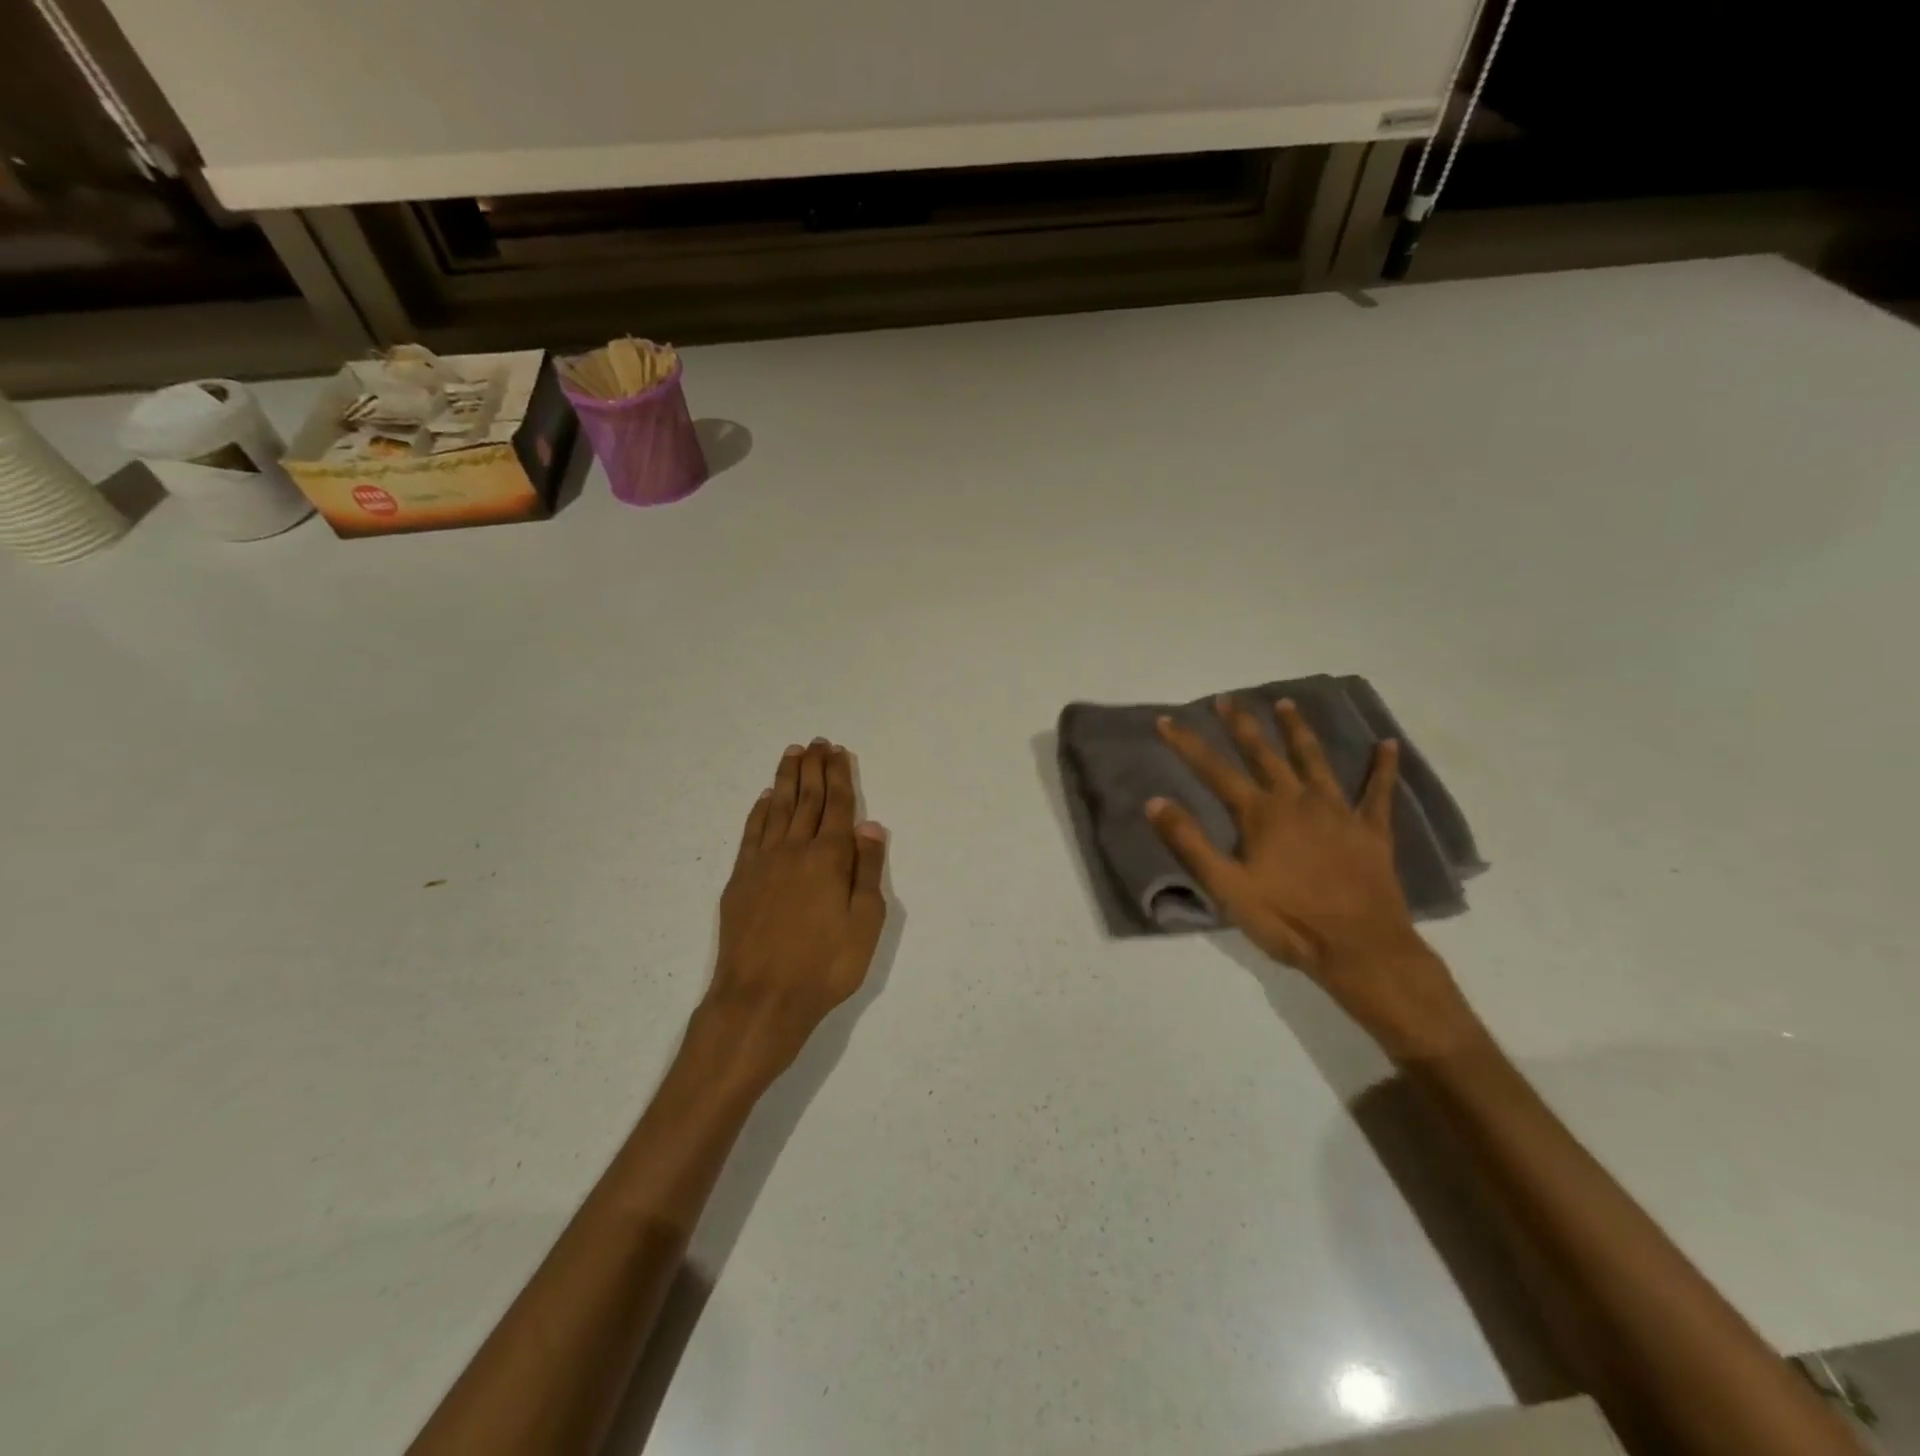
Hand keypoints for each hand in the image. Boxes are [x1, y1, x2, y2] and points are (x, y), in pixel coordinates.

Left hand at [707, 740, 889, 1080]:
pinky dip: (758, 811)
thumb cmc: (824, 965)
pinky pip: (751, 833)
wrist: (761, 997)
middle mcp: (795, 850)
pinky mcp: (740, 879)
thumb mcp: (865, 923)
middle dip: (813, 769)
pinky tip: (764, 798)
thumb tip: (870, 825)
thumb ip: (867, 870)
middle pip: (806, 799)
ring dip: (786, 779)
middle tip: (816, 742)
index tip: (837, 751)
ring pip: (777, 809)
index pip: (837, 806)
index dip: (839, 777)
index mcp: (829, 858)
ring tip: (792, 754)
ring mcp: (763, 863)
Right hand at [1148, 697, 1477, 1060]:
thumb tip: (1155, 801)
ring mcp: (1338, 812)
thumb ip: (1190, 842)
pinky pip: (1378, 792)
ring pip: (1315, 760)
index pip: (1214, 770)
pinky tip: (1388, 744)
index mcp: (1260, 814)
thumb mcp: (1226, 887)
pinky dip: (1383, 767)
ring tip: (1287, 703)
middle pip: (1265, 753)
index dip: (1187, 743)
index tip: (1166, 719)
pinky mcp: (1371, 831)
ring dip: (1299, 730)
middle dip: (1242, 724)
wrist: (1359, 948)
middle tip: (1227, 698)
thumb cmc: (1286, 920)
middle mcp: (1297, 801)